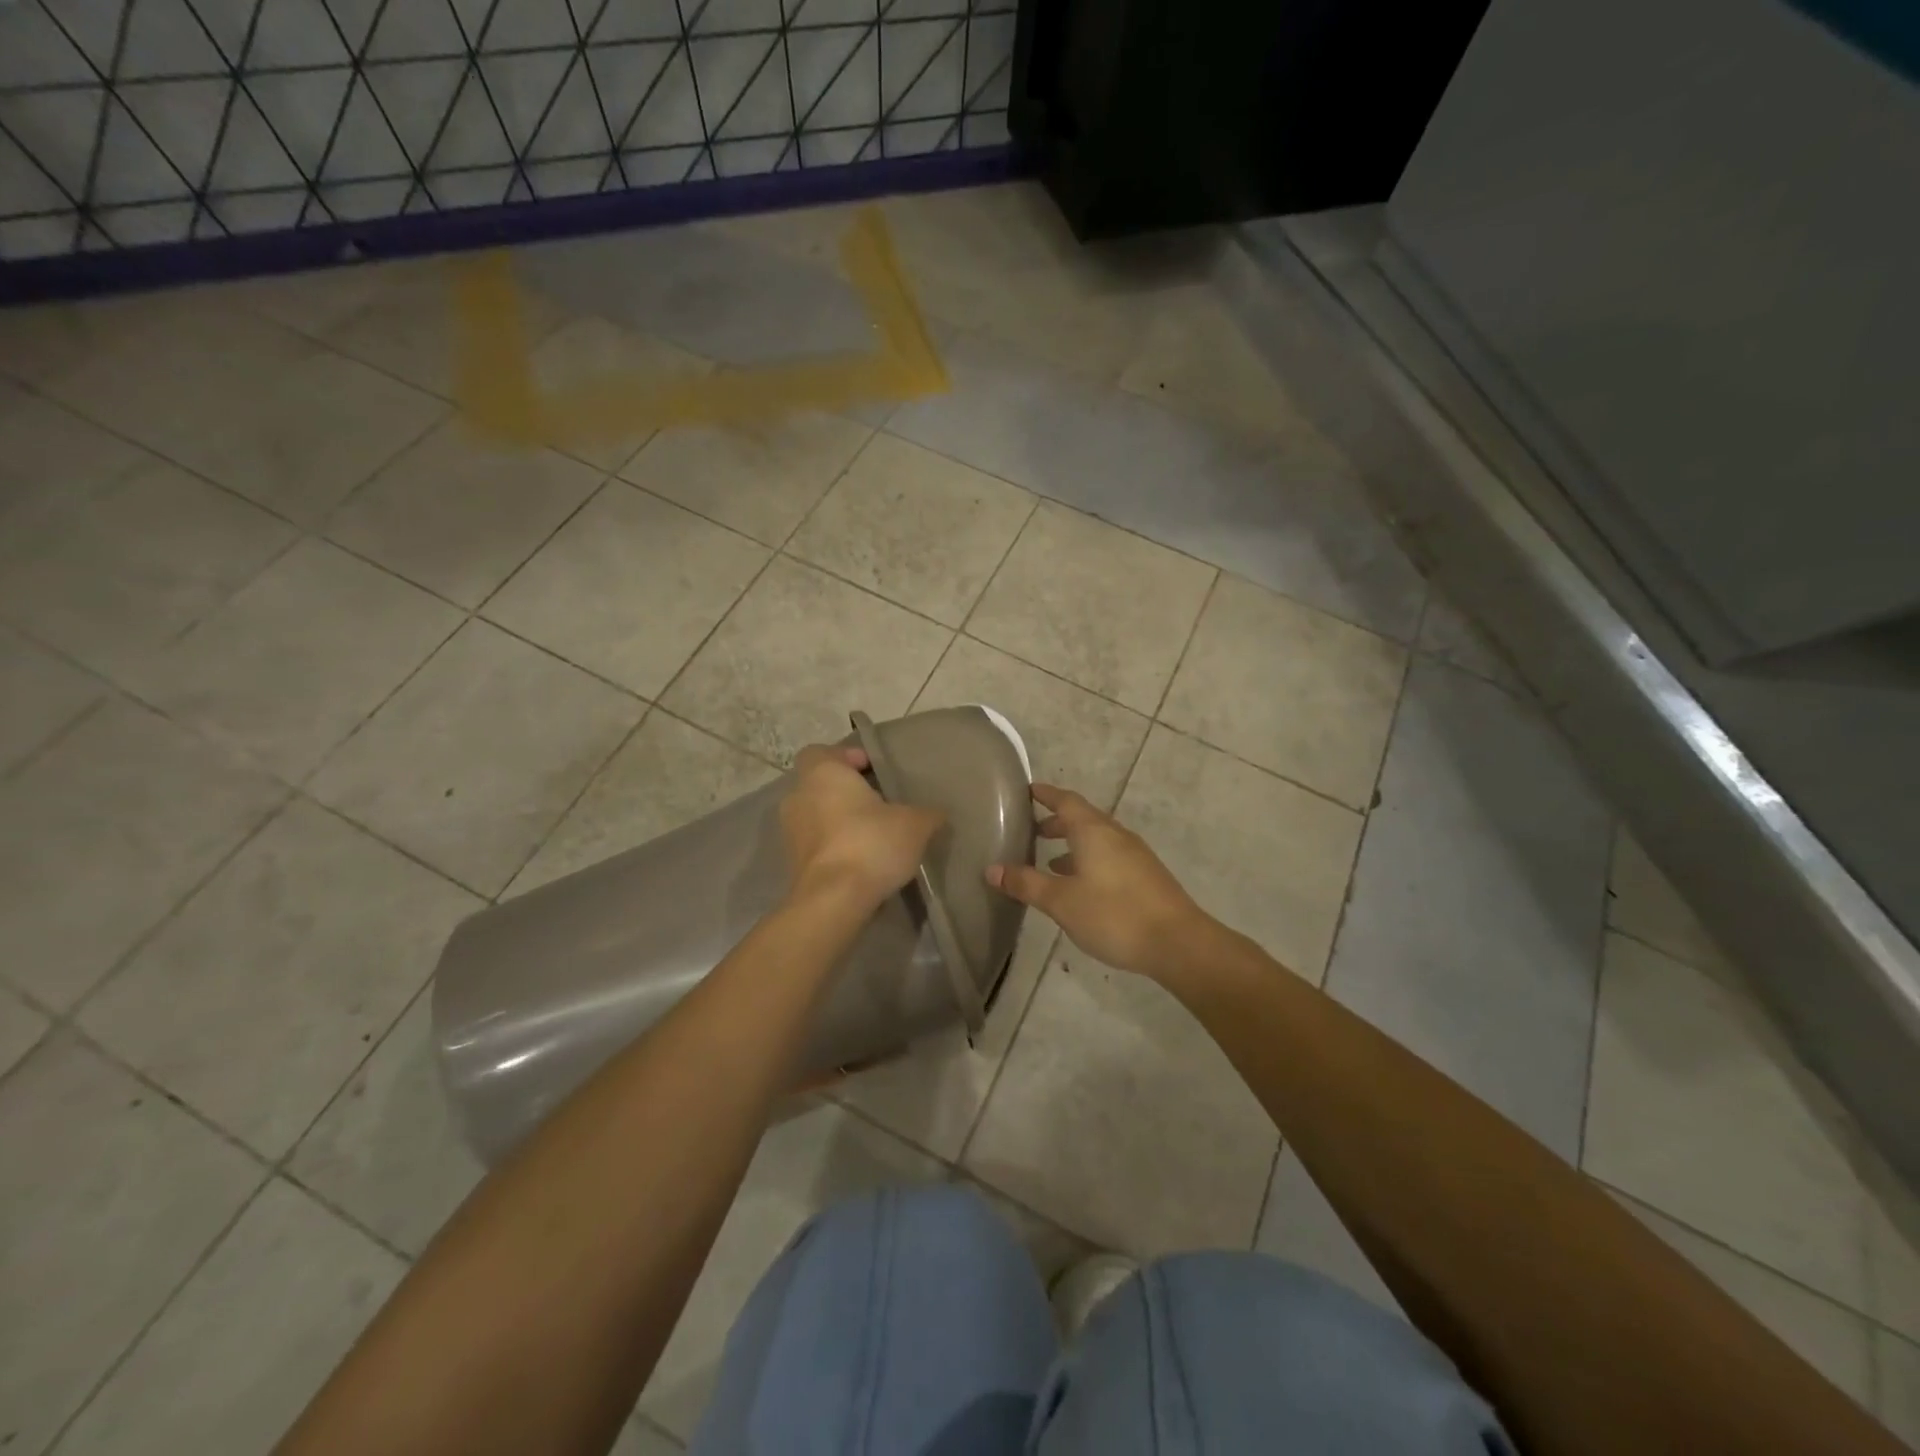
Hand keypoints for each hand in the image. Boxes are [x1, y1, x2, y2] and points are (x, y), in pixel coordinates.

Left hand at [780, 744, 943, 911]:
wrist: (833, 901)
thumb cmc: (870, 844)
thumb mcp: (915, 824)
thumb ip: (927, 813)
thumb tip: (937, 814)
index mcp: (822, 773)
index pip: (823, 751)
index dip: (847, 757)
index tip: (873, 771)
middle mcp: (798, 797)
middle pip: (820, 785)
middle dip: (846, 793)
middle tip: (879, 805)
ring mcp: (790, 833)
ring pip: (816, 816)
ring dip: (839, 822)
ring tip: (873, 836)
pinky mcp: (792, 865)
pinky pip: (816, 846)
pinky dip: (834, 848)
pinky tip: (861, 862)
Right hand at [986, 783, 1207, 981]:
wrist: (1178, 942)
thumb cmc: (1114, 914)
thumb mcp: (1061, 901)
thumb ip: (1026, 884)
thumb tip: (992, 869)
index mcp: (1093, 831)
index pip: (1065, 800)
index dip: (1045, 794)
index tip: (1028, 790)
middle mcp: (1115, 835)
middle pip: (1083, 818)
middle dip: (1057, 821)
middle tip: (1033, 829)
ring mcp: (1135, 855)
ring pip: (1098, 839)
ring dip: (1074, 844)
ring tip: (1050, 861)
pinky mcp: (1146, 876)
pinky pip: (1110, 856)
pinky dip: (1089, 861)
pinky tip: (1082, 886)